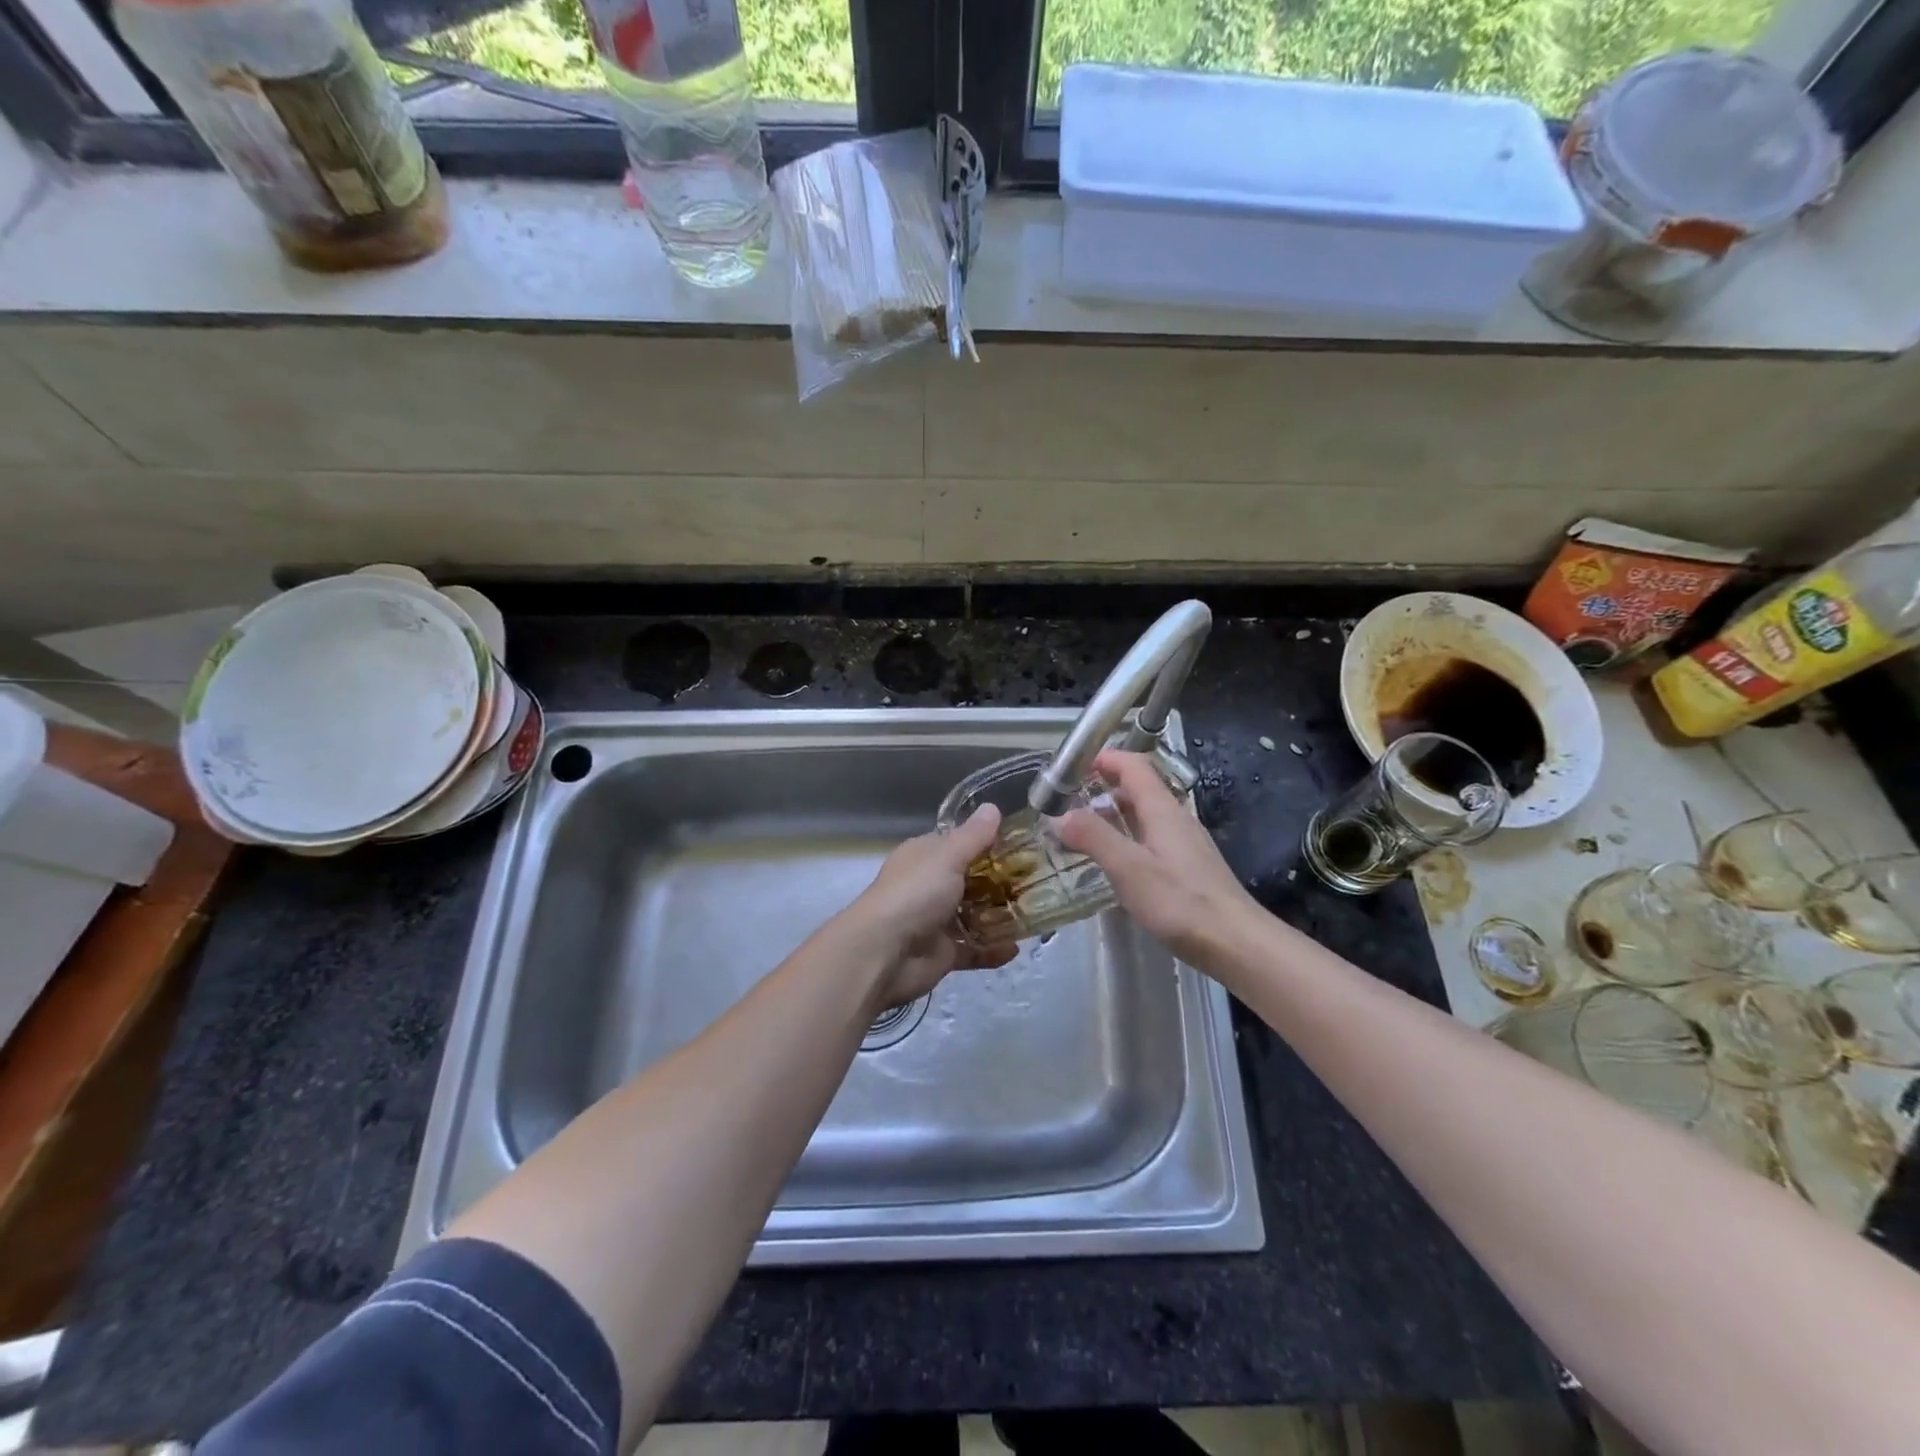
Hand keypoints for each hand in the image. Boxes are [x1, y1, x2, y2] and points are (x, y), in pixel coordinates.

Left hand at [843, 805, 1015, 1009]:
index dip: (988, 843)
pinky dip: (993, 950)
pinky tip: (1016, 947)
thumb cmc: (914, 894)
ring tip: (1035, 912)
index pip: (958, 844)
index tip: (1023, 845)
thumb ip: (973, 836)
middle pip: (971, 880)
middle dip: (1001, 882)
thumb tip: (993, 807)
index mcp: (925, 857)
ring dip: (1000, 916)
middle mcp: (929, 886)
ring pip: (974, 915)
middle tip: (1039, 880)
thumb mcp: (947, 856)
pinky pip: (973, 950)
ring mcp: (935, 921)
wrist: (883, 953)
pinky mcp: (943, 953)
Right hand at [1057, 750, 1260, 966]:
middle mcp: (1176, 819)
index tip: (1072, 766)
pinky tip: (1115, 864)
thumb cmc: (1180, 901)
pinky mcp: (1189, 869)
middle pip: (1139, 788)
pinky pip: (1152, 840)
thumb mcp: (1128, 868)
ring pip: (1145, 816)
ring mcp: (1185, 844)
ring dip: (1114, 815)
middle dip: (1103, 787)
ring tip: (1082, 831)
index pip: (1133, 766)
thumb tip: (1060, 816)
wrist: (1236, 943)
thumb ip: (1093, 837)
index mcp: (1162, 809)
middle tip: (1068, 802)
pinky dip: (1127, 839)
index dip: (1104, 759)